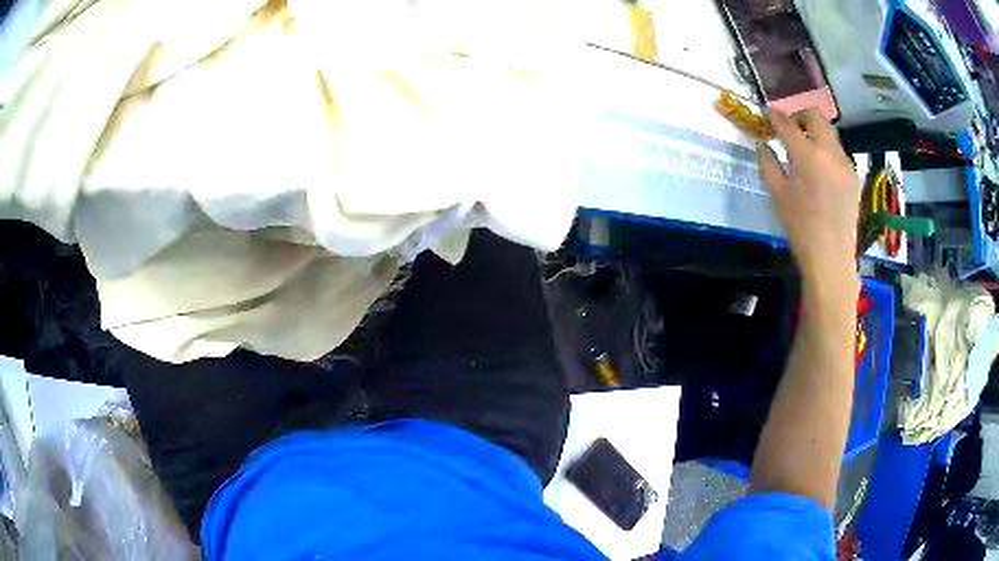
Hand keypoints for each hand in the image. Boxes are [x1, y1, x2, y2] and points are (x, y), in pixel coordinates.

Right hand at [757, 109, 860, 290]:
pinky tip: (821, 167)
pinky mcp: (854, 176)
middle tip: (789, 128)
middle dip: (799, 116)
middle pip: (815, 117)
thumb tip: (763, 144)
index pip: (787, 123)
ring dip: (815, 131)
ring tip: (805, 147)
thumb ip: (768, 163)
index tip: (767, 114)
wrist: (831, 258)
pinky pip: (839, 150)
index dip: (775, 116)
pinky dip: (827, 148)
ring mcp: (845, 163)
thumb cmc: (800, 228)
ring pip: (829, 132)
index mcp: (807, 155)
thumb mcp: (777, 194)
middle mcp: (829, 151)